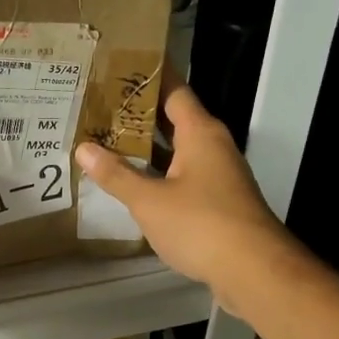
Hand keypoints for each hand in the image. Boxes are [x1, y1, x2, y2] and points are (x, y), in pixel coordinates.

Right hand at [75, 75, 289, 308]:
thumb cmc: (201, 224)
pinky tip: (131, 181)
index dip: (149, 76)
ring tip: (106, 139)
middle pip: (173, 119)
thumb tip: (83, 148)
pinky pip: (182, 175)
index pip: (174, 90)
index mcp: (200, 132)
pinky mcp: (218, 201)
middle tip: (99, 105)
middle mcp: (212, 146)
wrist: (254, 272)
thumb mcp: (149, 200)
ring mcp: (218, 174)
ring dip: (146, 146)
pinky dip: (158, 173)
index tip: (119, 65)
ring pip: (177, 150)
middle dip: (139, 113)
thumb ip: (116, 174)